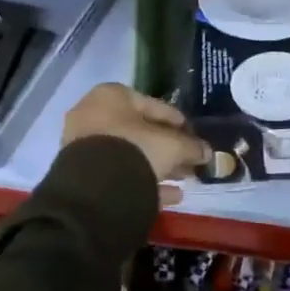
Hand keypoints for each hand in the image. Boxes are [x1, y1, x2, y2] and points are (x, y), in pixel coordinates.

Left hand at [62, 83, 210, 202]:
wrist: (94, 190)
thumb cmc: (135, 150)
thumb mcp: (171, 146)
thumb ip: (191, 146)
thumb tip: (207, 152)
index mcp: (112, 95)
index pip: (155, 105)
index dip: (179, 122)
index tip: (195, 137)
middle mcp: (94, 114)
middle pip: (141, 131)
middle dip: (169, 147)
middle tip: (191, 161)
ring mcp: (85, 144)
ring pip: (131, 154)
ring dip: (158, 165)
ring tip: (184, 179)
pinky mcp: (82, 174)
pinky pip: (120, 173)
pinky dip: (144, 181)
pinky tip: (171, 195)